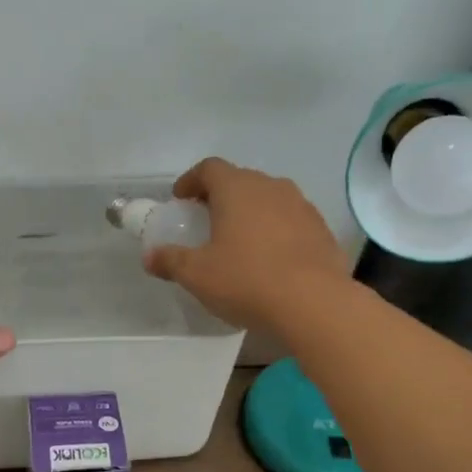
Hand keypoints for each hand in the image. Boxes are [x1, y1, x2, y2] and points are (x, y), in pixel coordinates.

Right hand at [142, 158, 350, 332]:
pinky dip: (276, 231)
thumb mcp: (197, 275)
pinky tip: (270, 259)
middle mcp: (271, 187)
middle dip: (221, 196)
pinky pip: (291, 221)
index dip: (191, 180)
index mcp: (237, 189)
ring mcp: (302, 206)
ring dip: (251, 213)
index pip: (209, 168)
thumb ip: (170, 260)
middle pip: (241, 180)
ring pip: (269, 199)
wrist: (314, 304)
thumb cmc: (246, 280)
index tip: (180, 199)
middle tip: (206, 220)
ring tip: (239, 240)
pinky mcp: (322, 230)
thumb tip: (150, 256)